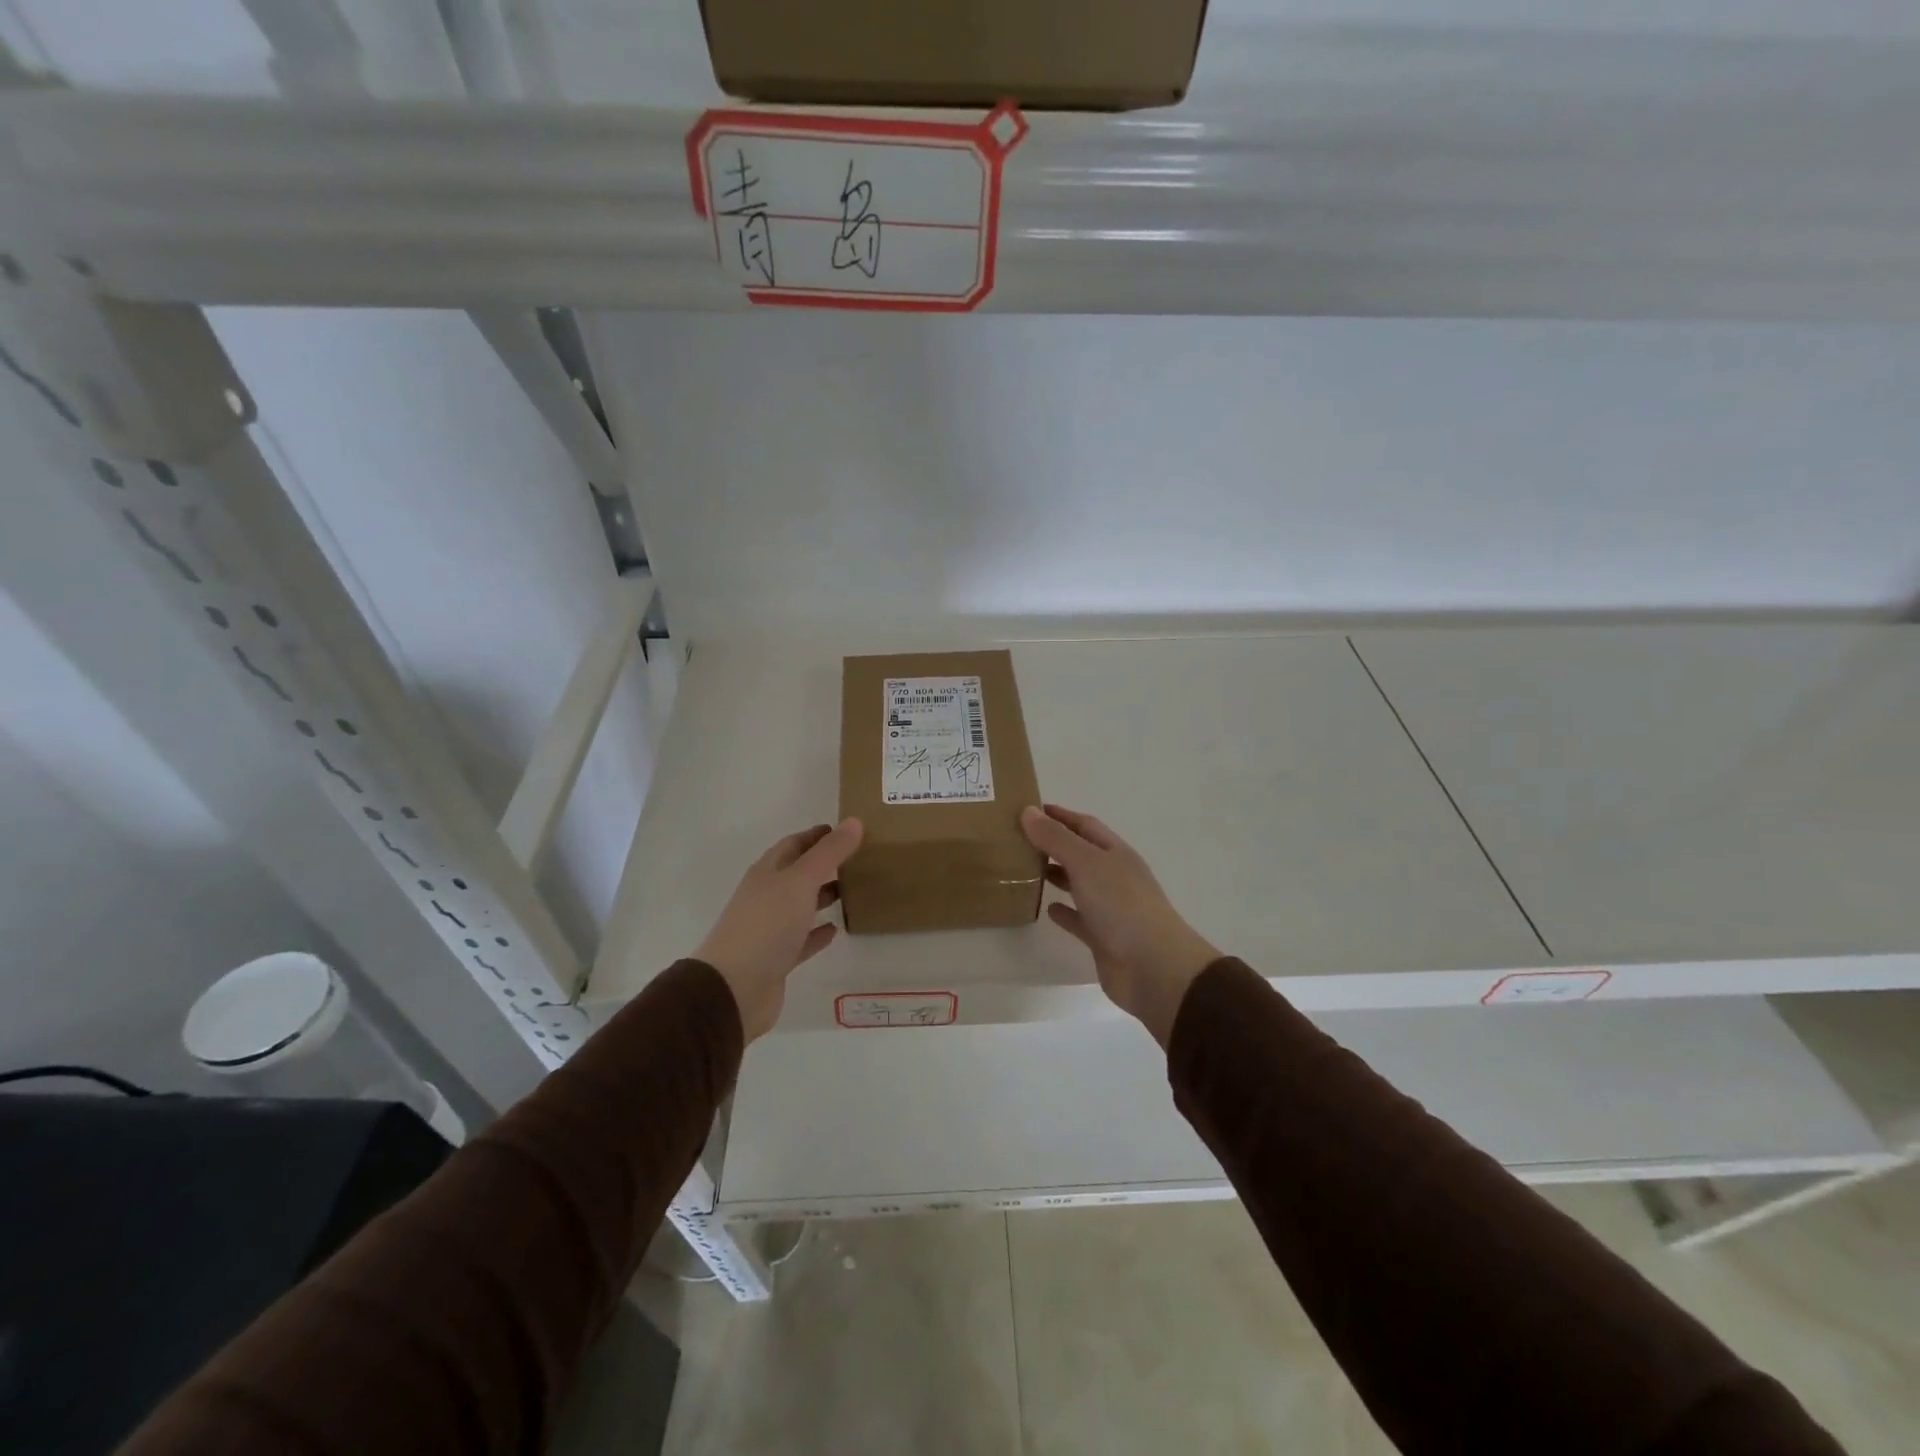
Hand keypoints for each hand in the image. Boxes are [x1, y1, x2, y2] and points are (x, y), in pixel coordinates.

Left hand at [694, 819, 863, 1040]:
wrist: (734, 988)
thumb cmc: (767, 925)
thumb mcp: (801, 881)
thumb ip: (829, 852)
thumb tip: (854, 821)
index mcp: (767, 873)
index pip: (793, 845)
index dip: (816, 836)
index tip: (844, 830)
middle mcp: (766, 897)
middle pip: (797, 874)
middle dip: (822, 865)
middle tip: (856, 859)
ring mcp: (770, 929)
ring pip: (800, 906)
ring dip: (822, 896)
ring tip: (851, 890)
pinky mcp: (777, 959)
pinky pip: (802, 940)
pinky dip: (817, 933)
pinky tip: (835, 930)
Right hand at [1021, 804, 1219, 1048]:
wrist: (1153, 967)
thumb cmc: (1122, 905)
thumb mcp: (1086, 863)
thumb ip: (1056, 838)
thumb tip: (1028, 811)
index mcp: (1115, 853)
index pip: (1084, 825)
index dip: (1059, 816)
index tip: (1029, 809)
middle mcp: (1114, 876)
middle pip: (1081, 853)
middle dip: (1054, 844)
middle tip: (1019, 839)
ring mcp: (1110, 908)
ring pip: (1078, 885)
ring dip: (1056, 876)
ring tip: (1025, 869)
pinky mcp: (1103, 938)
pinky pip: (1079, 919)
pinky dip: (1064, 912)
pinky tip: (1046, 909)